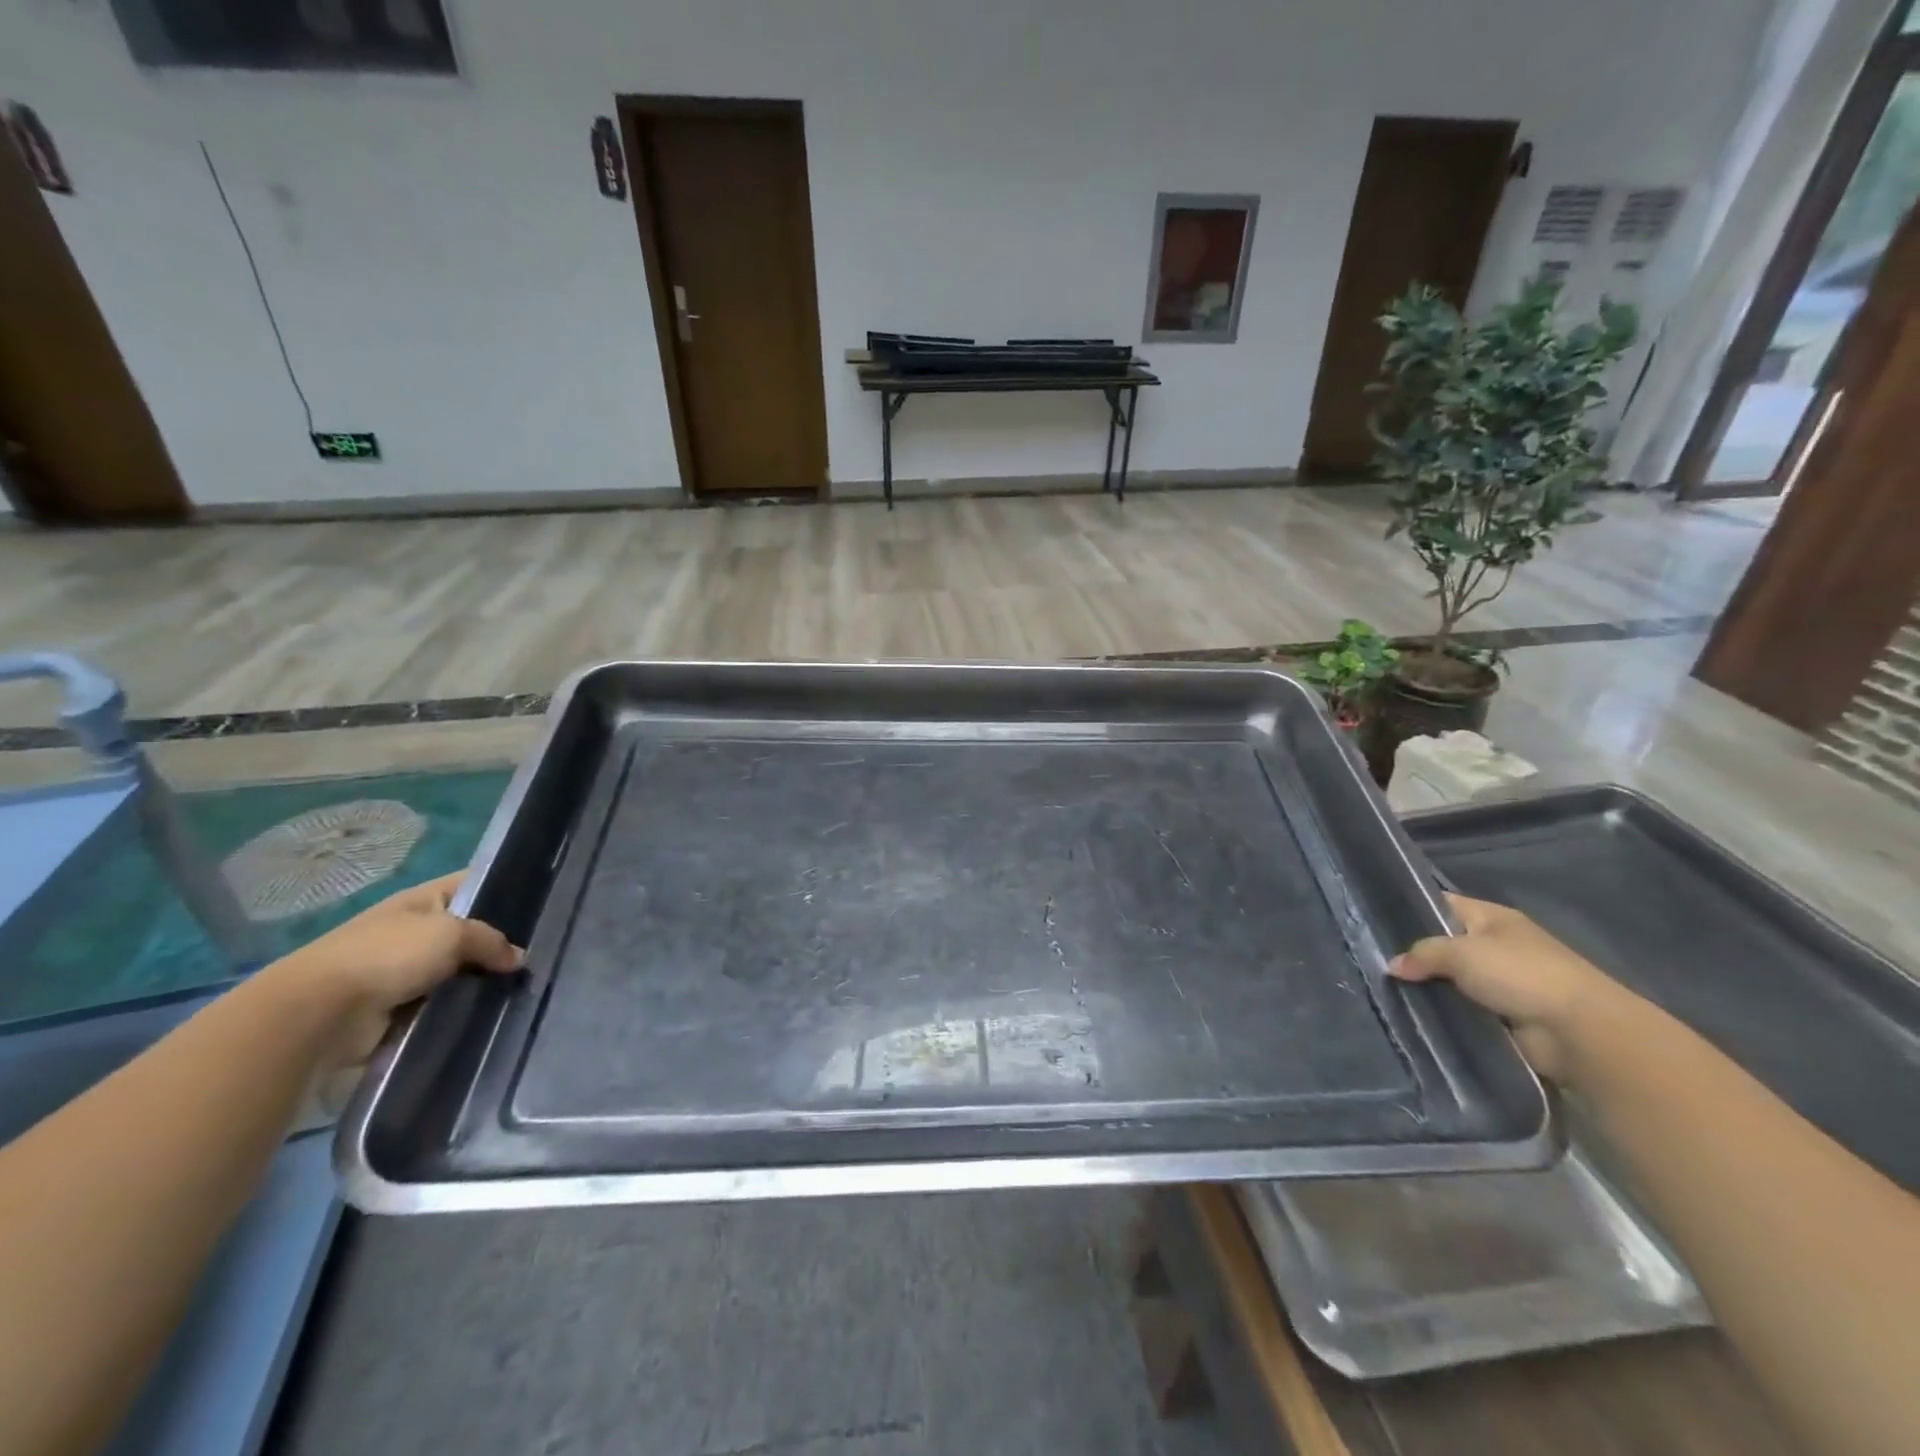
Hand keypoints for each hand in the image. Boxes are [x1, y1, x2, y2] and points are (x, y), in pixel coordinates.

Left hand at [270, 873, 522, 1065]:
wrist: (320, 1013)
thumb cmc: (387, 955)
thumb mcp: (453, 933)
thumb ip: (492, 941)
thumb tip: (518, 959)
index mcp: (422, 900)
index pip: (473, 884)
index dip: (505, 889)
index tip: (541, 904)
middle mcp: (414, 930)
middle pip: (469, 932)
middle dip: (499, 945)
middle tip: (540, 955)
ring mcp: (405, 970)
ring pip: (460, 971)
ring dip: (481, 981)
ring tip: (522, 988)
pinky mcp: (400, 1008)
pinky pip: (443, 1003)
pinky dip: (461, 1008)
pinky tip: (492, 1011)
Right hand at [1390, 894, 1620, 1083]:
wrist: (1578, 1030)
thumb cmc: (1519, 974)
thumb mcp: (1460, 952)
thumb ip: (1422, 954)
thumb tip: (1393, 966)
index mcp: (1492, 918)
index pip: (1442, 903)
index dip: (1411, 908)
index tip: (1376, 920)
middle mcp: (1497, 945)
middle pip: (1444, 944)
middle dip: (1415, 954)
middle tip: (1374, 960)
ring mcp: (1503, 982)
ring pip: (1452, 979)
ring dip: (1430, 987)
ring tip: (1387, 990)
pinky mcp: (1504, 1015)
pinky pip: (1464, 1008)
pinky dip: (1446, 1011)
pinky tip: (1415, 1013)